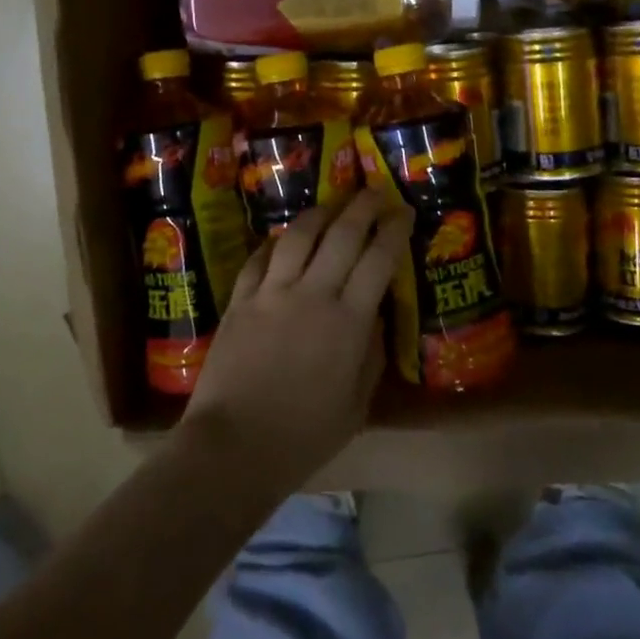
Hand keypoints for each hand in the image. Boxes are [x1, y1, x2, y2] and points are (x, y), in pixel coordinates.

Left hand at [181, 188, 414, 497]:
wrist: (234, 446)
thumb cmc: (303, 437)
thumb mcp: (356, 406)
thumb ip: (370, 355)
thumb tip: (374, 316)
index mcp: (348, 321)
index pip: (379, 259)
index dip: (395, 230)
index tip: (405, 211)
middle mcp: (313, 294)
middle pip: (342, 234)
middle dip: (363, 206)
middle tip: (375, 191)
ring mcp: (272, 292)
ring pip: (299, 235)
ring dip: (320, 213)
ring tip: (331, 205)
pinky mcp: (240, 300)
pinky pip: (259, 258)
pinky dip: (274, 243)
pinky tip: (281, 238)